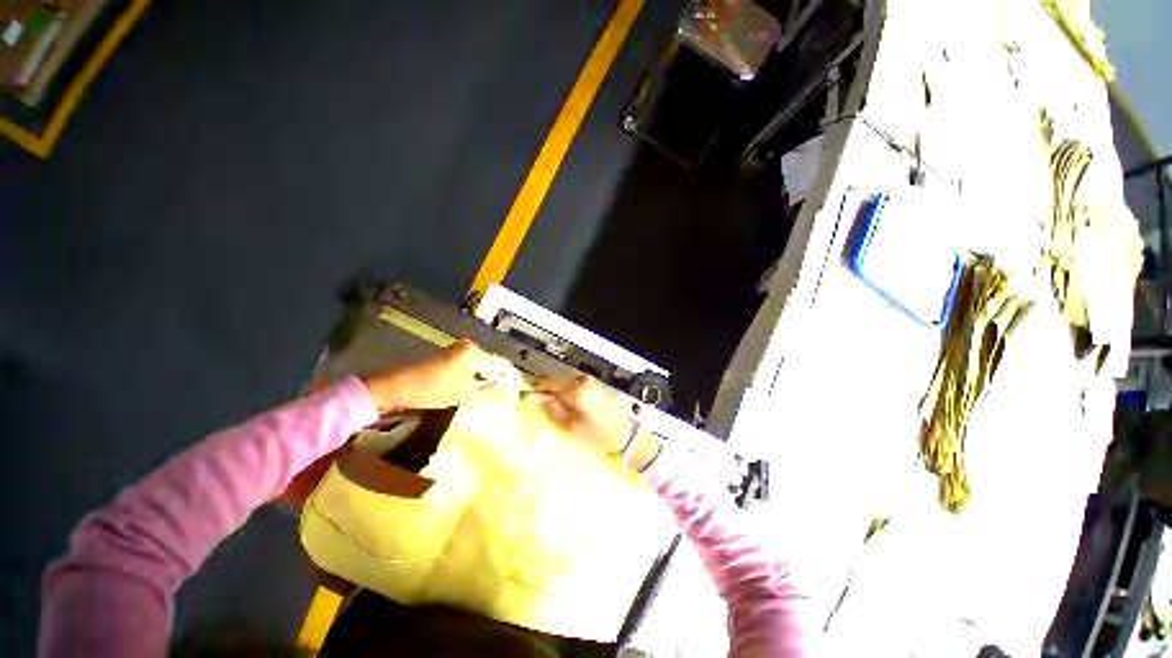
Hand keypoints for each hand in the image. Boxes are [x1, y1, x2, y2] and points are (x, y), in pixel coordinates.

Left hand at [362, 340, 523, 411]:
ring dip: (489, 379)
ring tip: (497, 395)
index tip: (521, 390)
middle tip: (509, 396)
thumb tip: (513, 396)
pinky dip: (477, 376)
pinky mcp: (451, 355)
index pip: (502, 364)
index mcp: (474, 353)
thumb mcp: (463, 395)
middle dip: (501, 379)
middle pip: (493, 363)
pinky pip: (472, 365)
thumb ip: (490, 394)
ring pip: (482, 365)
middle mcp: (469, 346)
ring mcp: (459, 350)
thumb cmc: (431, 390)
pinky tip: (478, 389)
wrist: (395, 386)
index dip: (512, 377)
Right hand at [535, 375, 660, 470]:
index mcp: (576, 387)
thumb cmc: (598, 434)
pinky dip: (566, 397)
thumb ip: (551, 408)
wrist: (626, 436)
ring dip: (556, 396)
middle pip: (554, 382)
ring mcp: (589, 381)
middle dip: (546, 394)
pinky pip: (572, 388)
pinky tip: (567, 411)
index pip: (547, 382)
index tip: (524, 401)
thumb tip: (534, 397)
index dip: (534, 391)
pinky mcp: (593, 386)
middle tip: (540, 412)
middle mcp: (582, 379)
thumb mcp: (570, 426)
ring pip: (563, 385)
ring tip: (555, 414)